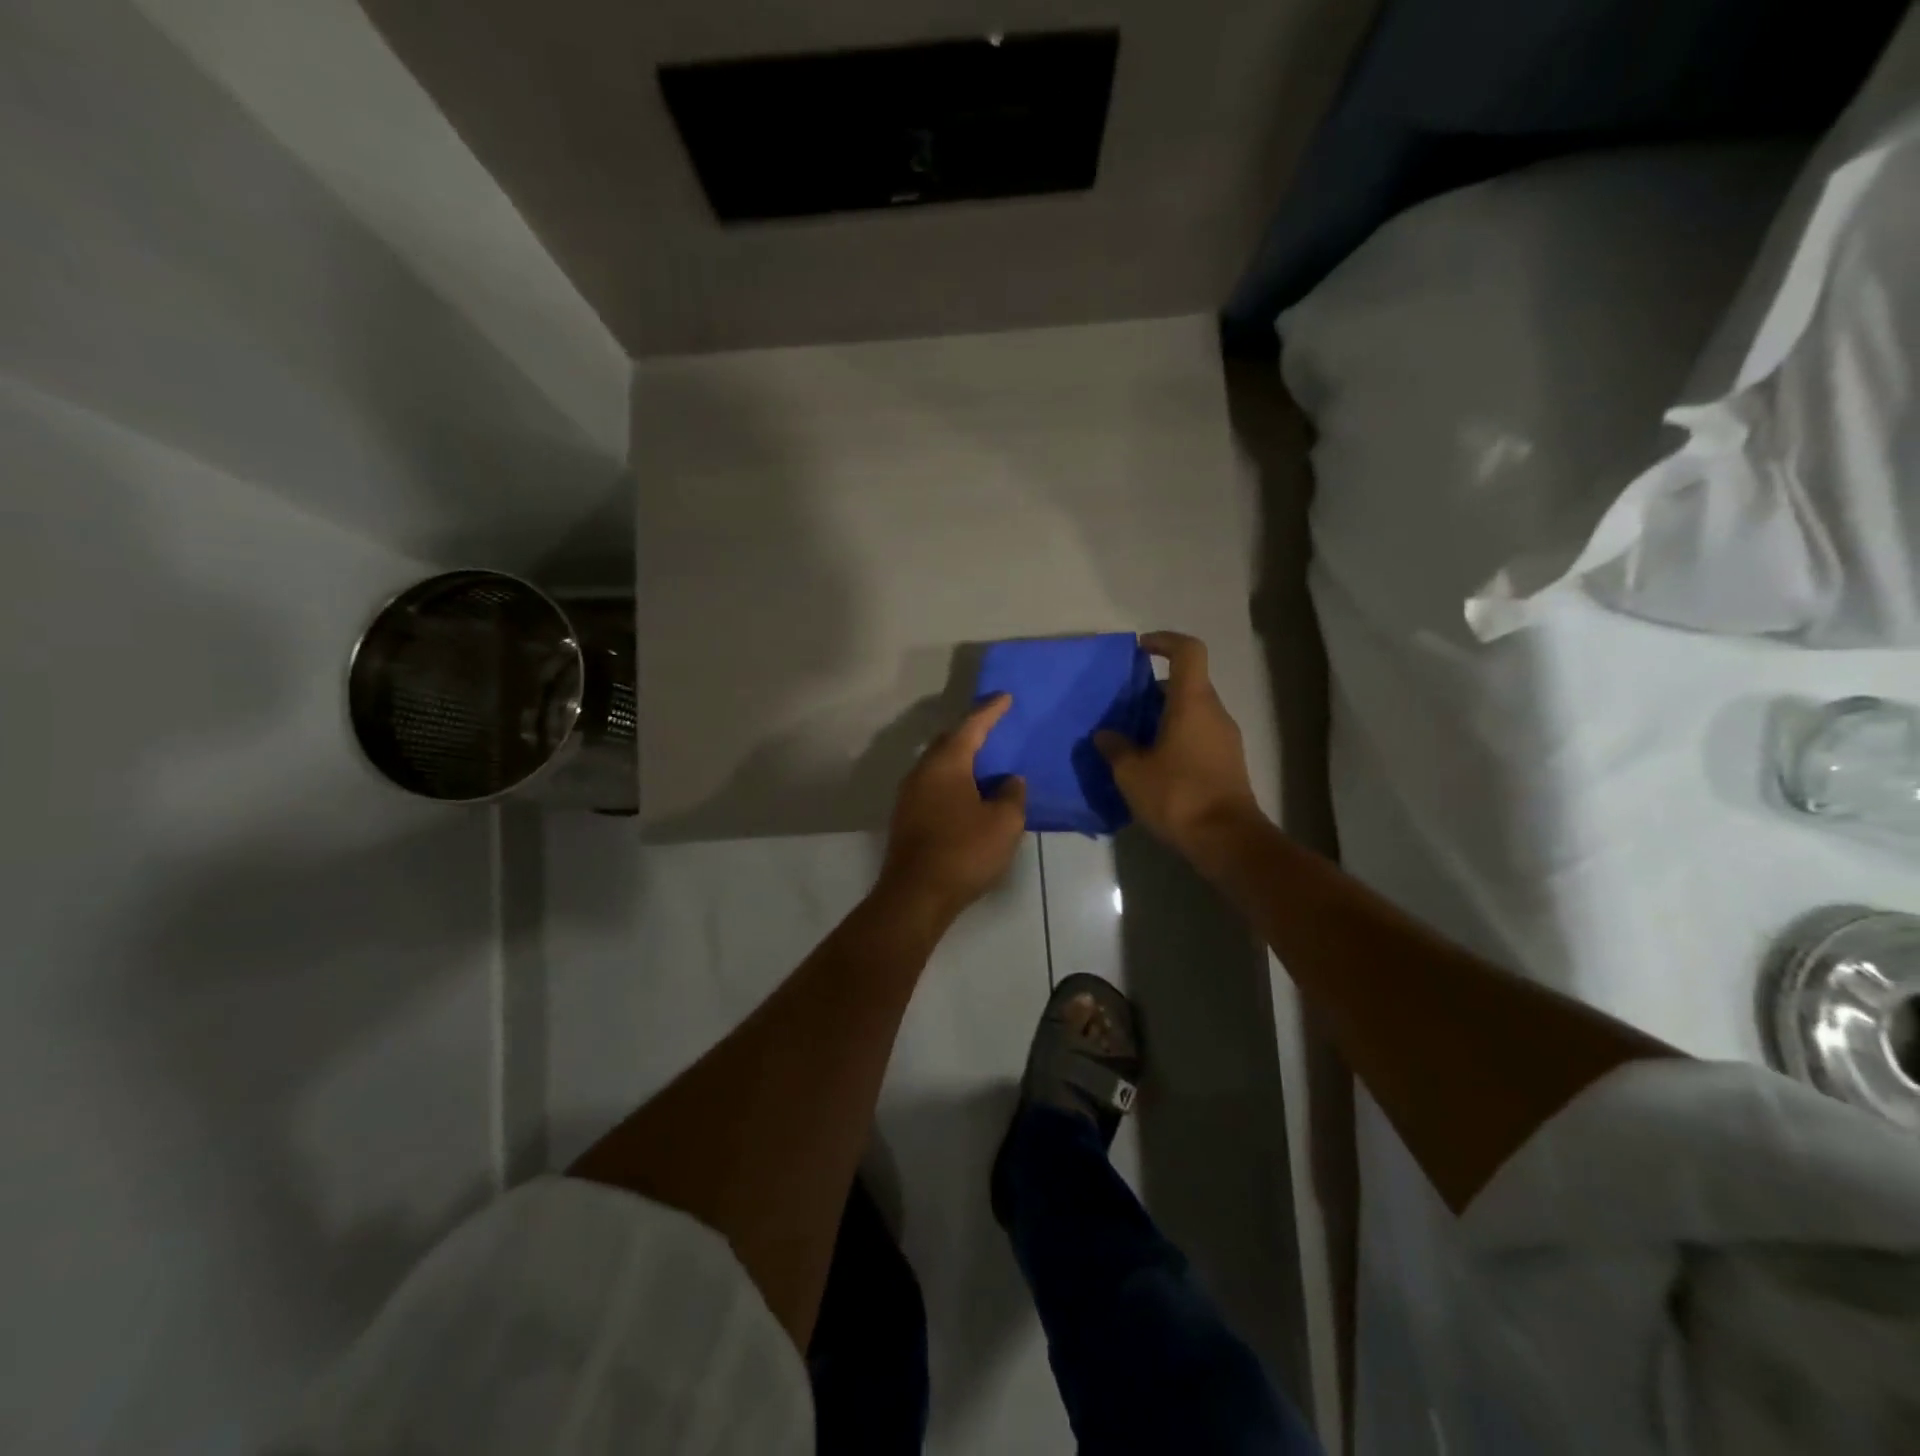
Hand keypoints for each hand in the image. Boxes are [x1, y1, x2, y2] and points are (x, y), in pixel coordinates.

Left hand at [879, 695, 1026, 922]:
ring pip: (938, 766)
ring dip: (960, 760)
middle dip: (971, 733)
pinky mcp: (907, 818)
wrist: (916, 895)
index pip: (971, 726)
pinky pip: (933, 786)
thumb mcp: (1004, 823)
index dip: (990, 711)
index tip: (1005, 697)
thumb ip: (1012, 795)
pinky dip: (953, 782)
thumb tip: (1009, 781)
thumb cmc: (964, 851)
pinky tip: (968, 795)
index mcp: (946, 763)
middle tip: (994, 729)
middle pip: (948, 742)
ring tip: (984, 763)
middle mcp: (922, 772)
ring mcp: (909, 795)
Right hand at [1096, 632, 1263, 855]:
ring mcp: (1225, 738)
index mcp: (1192, 703)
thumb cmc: (1177, 795)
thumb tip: (1105, 734)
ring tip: (1132, 738)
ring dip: (1164, 716)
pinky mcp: (1228, 763)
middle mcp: (1214, 713)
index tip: (1140, 649)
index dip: (1165, 641)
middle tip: (1124, 706)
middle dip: (1154, 689)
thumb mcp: (1132, 773)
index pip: (1188, 652)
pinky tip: (1153, 764)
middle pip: (1187, 683)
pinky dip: (1176, 737)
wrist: (1226, 839)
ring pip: (1192, 711)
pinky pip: (1199, 735)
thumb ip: (1115, 748)